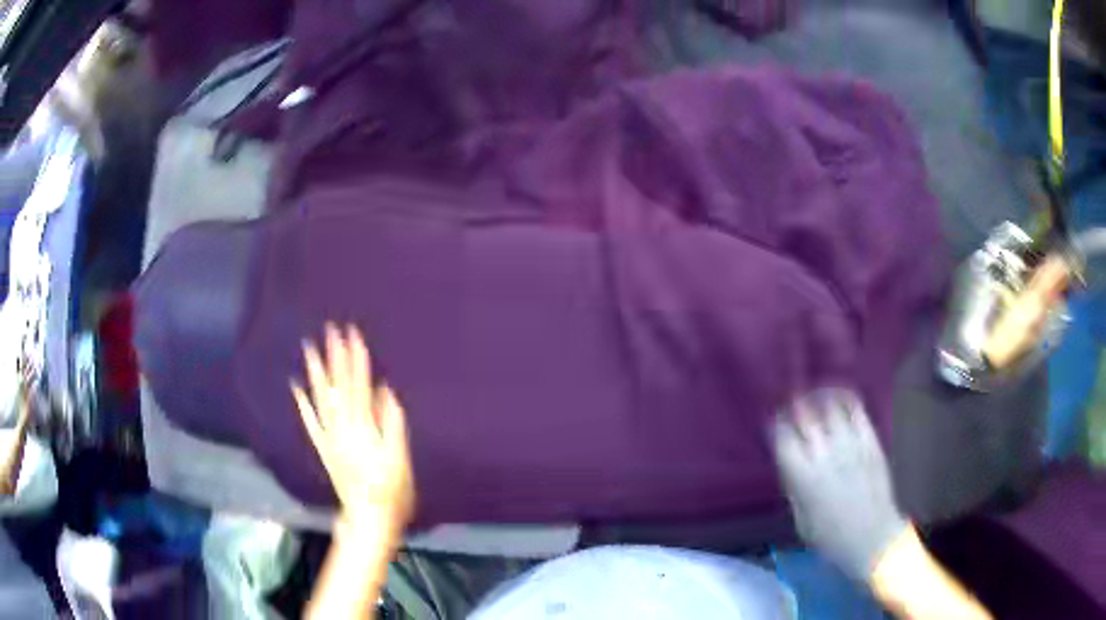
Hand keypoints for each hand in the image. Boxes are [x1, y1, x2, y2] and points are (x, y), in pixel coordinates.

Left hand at [292, 324, 414, 530]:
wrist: (368, 518)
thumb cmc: (392, 491)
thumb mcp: (399, 458)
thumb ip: (391, 423)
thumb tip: (385, 391)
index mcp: (363, 428)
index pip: (359, 386)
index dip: (356, 359)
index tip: (353, 334)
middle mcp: (342, 428)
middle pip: (338, 386)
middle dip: (335, 357)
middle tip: (330, 330)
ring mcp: (330, 438)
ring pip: (321, 399)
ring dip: (316, 373)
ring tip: (310, 349)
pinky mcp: (324, 449)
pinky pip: (310, 423)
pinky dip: (303, 404)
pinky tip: (296, 387)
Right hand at [772, 389, 907, 581]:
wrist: (873, 538)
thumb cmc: (832, 538)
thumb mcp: (801, 520)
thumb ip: (794, 488)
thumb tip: (789, 463)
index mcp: (803, 477)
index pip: (783, 437)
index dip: (776, 426)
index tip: (774, 424)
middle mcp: (825, 455)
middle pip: (805, 416)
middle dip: (794, 406)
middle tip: (790, 404)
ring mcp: (850, 445)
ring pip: (830, 407)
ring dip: (817, 397)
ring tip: (812, 395)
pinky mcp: (870, 441)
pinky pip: (856, 410)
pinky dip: (844, 399)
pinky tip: (837, 398)